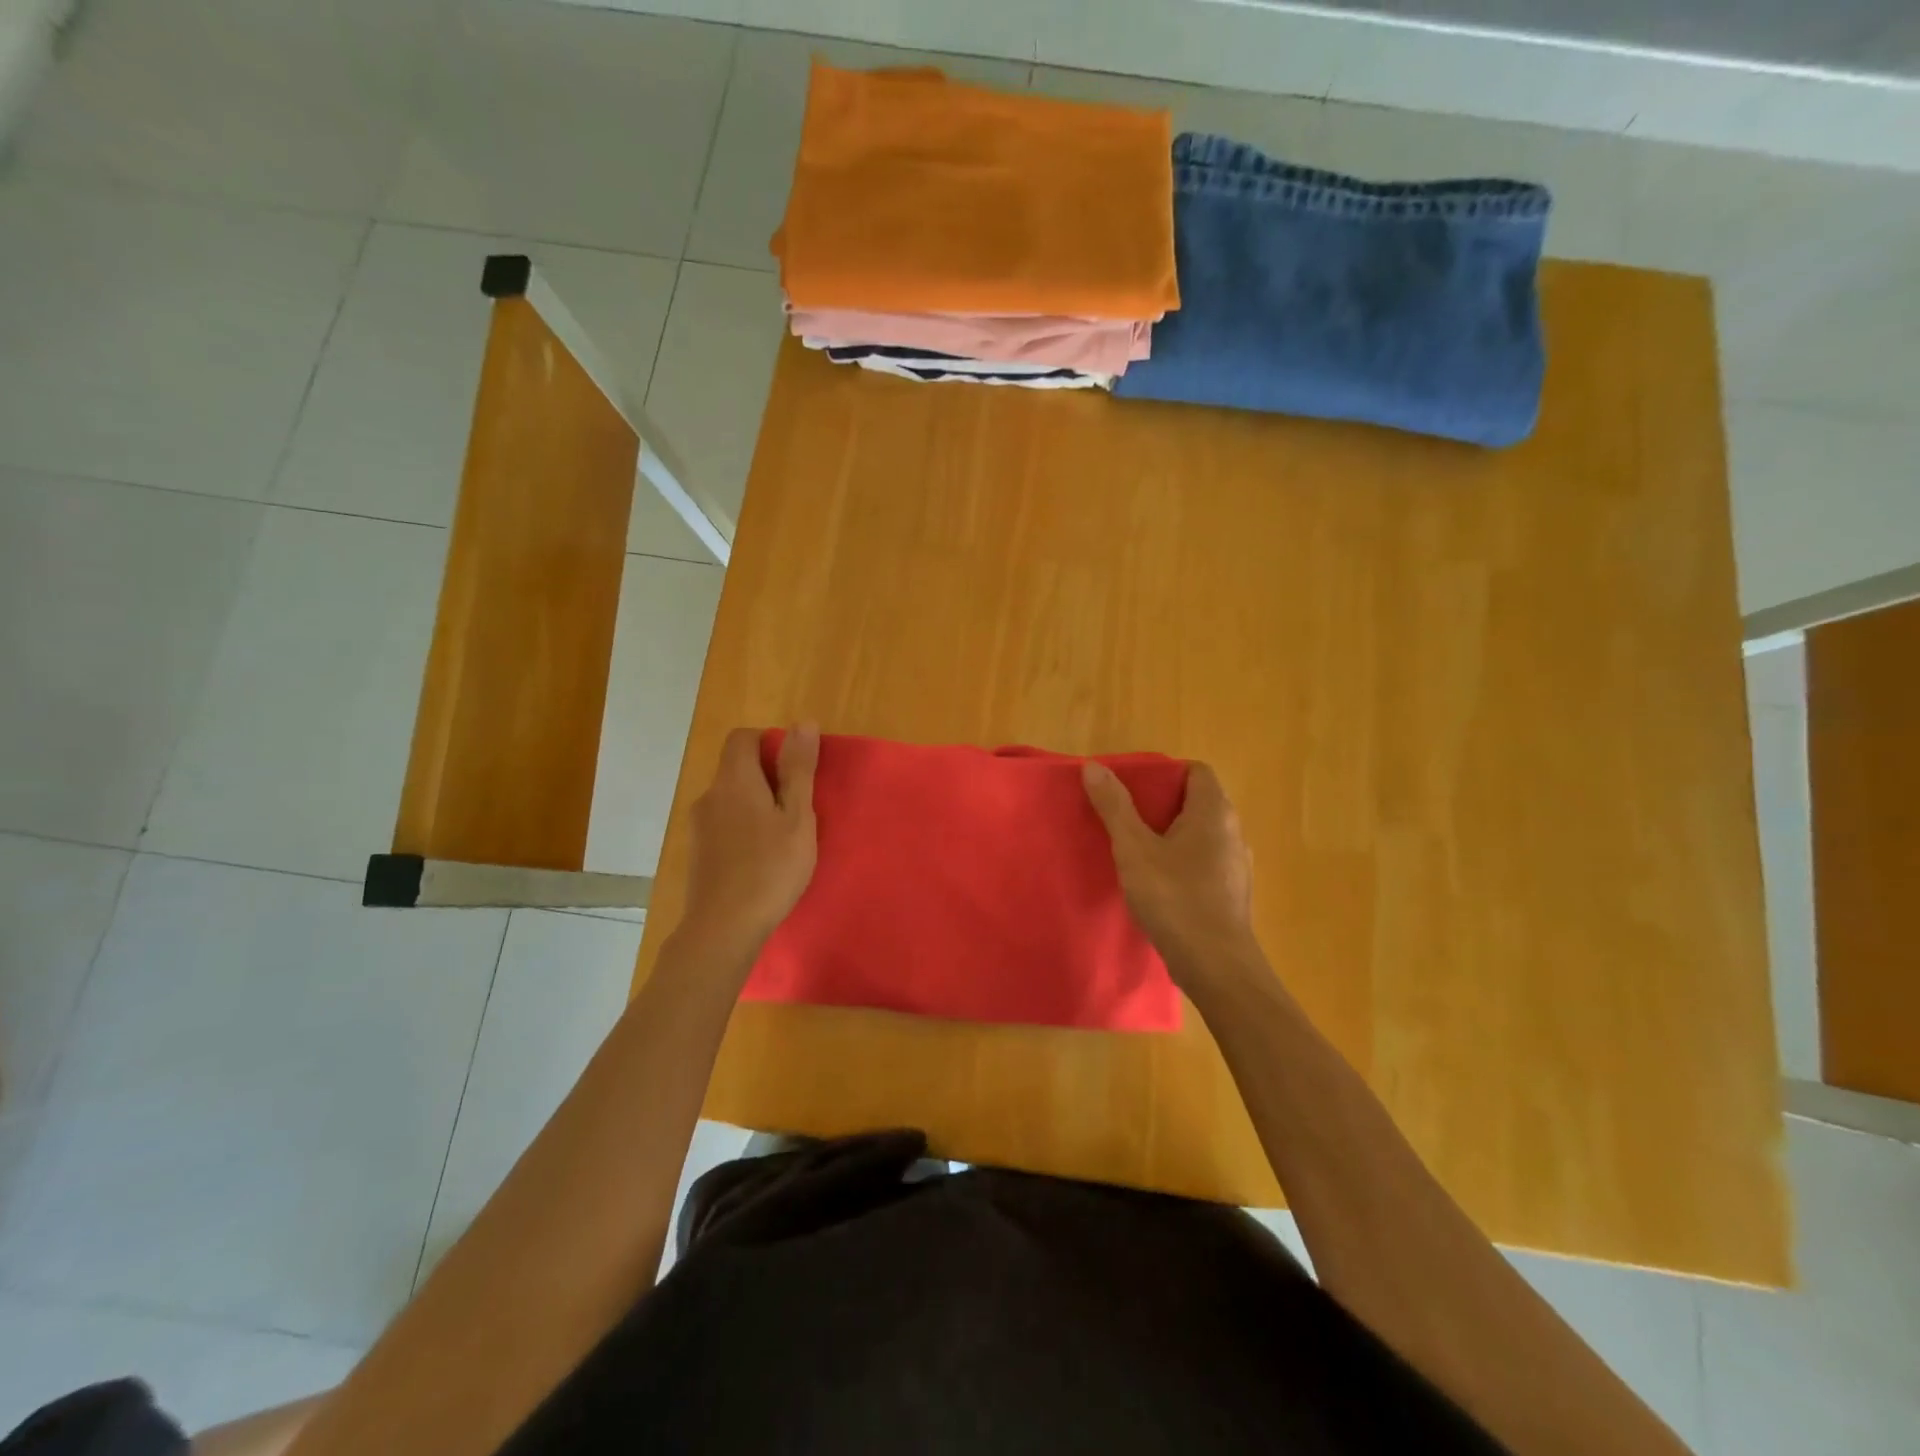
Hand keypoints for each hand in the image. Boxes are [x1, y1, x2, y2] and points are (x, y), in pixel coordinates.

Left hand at [679, 724, 818, 955]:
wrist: (723, 928)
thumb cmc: (770, 868)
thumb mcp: (797, 817)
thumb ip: (798, 770)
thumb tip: (802, 722)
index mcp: (734, 780)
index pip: (743, 738)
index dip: (770, 742)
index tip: (795, 769)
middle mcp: (710, 795)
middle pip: (736, 768)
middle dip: (767, 777)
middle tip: (798, 807)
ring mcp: (699, 826)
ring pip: (731, 798)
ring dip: (756, 805)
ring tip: (783, 836)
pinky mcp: (697, 852)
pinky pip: (723, 824)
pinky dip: (743, 828)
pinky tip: (761, 858)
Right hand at [1083, 759, 1256, 984]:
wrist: (1216, 966)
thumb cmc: (1175, 898)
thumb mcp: (1134, 849)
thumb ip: (1115, 806)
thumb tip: (1094, 766)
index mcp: (1214, 812)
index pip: (1196, 771)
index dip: (1165, 772)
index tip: (1134, 787)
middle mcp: (1232, 832)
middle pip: (1198, 802)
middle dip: (1162, 804)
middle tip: (1126, 816)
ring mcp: (1235, 865)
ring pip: (1201, 835)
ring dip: (1171, 835)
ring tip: (1136, 849)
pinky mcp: (1231, 893)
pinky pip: (1204, 862)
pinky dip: (1181, 862)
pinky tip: (1157, 883)